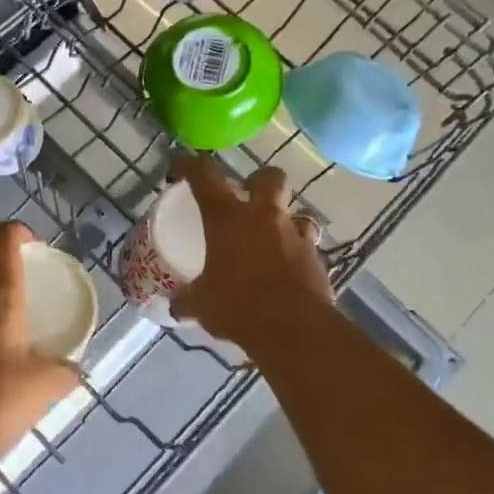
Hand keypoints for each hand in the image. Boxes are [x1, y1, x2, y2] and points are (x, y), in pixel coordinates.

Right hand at [168, 155, 335, 352]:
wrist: (294, 329)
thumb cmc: (238, 306)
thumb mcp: (201, 304)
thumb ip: (188, 300)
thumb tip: (176, 307)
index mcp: (226, 218)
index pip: (204, 175)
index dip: (189, 164)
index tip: (179, 168)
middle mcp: (264, 217)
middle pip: (269, 177)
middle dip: (258, 180)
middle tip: (246, 196)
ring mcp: (295, 236)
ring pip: (297, 211)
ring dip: (285, 219)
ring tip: (272, 238)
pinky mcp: (317, 260)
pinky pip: (307, 246)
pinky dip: (297, 253)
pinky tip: (286, 271)